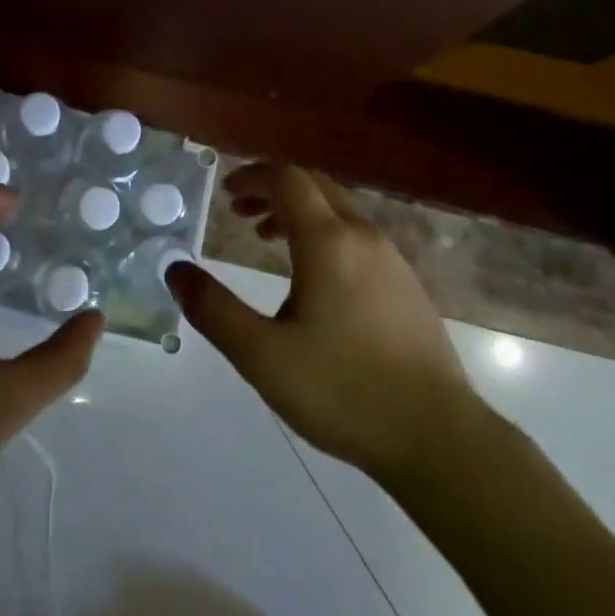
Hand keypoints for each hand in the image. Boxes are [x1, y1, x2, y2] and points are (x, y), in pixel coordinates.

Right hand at [166, 163, 477, 480]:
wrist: (440, 438)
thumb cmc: (343, 390)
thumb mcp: (262, 355)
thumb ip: (213, 309)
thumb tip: (175, 270)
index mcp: (328, 241)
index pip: (287, 179)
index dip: (252, 177)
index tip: (225, 193)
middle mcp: (363, 236)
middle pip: (315, 185)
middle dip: (273, 188)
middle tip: (239, 211)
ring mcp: (392, 260)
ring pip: (339, 210)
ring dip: (299, 211)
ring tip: (268, 238)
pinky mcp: (408, 286)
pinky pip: (358, 236)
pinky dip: (325, 233)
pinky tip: (314, 277)